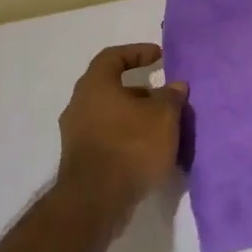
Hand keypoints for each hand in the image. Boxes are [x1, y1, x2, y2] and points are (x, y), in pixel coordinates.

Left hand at [55, 44, 188, 228]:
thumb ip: (171, 97)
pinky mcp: (80, 158)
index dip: (137, 52)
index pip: (113, 56)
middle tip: (165, 96)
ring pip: (110, 114)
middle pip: (111, 87)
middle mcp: (79, 105)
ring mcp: (76, 134)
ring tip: (163, 126)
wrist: (96, 200)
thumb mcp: (164, 117)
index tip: (160, 57)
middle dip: (141, 90)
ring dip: (135, 115)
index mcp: (95, 86)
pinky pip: (107, 136)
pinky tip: (149, 149)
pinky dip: (127, 136)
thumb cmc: (131, 146)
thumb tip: (175, 86)